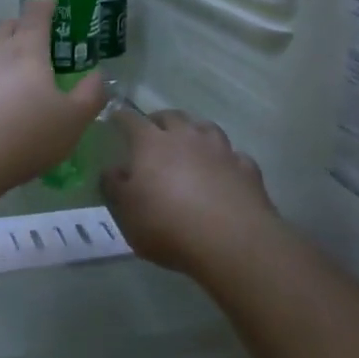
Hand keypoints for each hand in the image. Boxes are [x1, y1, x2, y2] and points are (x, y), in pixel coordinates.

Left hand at [0, 0, 108, 197]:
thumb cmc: (24, 136)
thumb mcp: (72, 122)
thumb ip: (90, 95)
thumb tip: (98, 75)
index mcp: (26, 50)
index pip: (36, 15)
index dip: (44, 5)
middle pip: (7, 27)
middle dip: (21, 26)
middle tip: (34, 37)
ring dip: (1, 53)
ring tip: (13, 73)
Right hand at [100, 109, 279, 279]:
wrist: (231, 241)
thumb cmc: (167, 225)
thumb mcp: (126, 212)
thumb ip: (114, 187)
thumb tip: (112, 170)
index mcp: (151, 143)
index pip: (131, 120)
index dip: (121, 117)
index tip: (115, 118)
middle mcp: (186, 137)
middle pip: (171, 116)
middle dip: (159, 120)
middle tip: (152, 132)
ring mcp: (220, 150)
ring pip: (205, 127)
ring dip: (194, 132)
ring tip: (189, 145)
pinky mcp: (246, 168)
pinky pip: (233, 155)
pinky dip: (225, 159)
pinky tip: (223, 171)